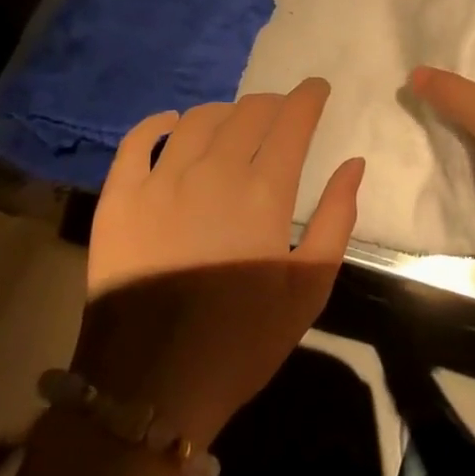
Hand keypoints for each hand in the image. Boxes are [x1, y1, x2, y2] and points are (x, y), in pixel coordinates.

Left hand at [72, 80, 364, 444]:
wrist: (152, 386)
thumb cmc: (242, 340)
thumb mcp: (308, 289)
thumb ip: (337, 219)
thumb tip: (354, 164)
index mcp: (264, 191)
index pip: (292, 121)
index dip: (308, 97)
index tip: (317, 88)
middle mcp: (214, 171)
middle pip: (247, 113)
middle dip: (271, 103)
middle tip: (279, 113)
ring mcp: (161, 180)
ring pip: (197, 120)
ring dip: (223, 112)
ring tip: (233, 122)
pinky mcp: (119, 197)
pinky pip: (136, 142)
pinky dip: (157, 123)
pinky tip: (171, 123)